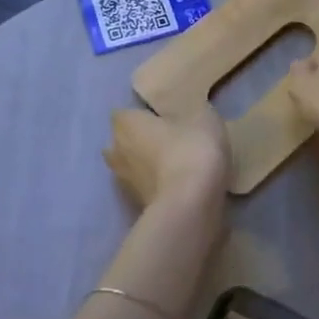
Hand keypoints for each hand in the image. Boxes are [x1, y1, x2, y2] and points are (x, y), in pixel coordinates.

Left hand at [104, 103, 230, 208]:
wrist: (190, 204)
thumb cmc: (191, 149)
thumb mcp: (201, 116)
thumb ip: (187, 111)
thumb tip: (182, 114)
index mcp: (126, 124)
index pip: (126, 114)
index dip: (143, 116)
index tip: (164, 119)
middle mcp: (116, 151)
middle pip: (124, 142)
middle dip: (141, 142)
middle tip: (170, 141)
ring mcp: (124, 182)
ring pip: (133, 167)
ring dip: (147, 167)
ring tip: (175, 166)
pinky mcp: (137, 206)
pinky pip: (146, 188)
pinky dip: (158, 187)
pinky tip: (180, 186)